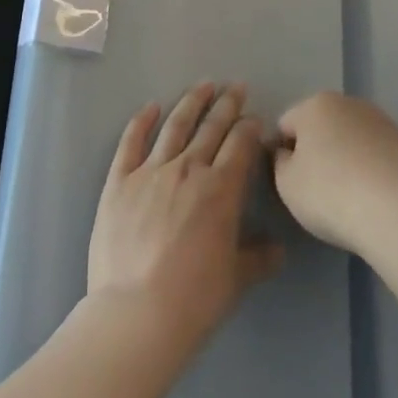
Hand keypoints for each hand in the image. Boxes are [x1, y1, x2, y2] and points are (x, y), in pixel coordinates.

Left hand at [88, 82, 282, 346]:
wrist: (137, 312)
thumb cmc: (194, 298)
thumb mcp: (236, 279)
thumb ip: (258, 258)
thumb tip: (278, 249)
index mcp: (221, 189)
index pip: (241, 145)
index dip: (250, 129)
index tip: (255, 119)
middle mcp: (188, 169)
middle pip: (212, 128)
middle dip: (227, 105)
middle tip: (236, 87)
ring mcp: (151, 171)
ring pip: (175, 126)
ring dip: (192, 103)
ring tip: (203, 85)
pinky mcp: (119, 181)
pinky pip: (131, 142)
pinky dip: (142, 121)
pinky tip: (150, 107)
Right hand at [272, 91, 397, 252]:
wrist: (396, 214)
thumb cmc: (329, 194)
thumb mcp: (286, 183)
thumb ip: (280, 161)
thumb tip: (289, 154)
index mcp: (315, 104)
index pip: (286, 126)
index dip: (283, 154)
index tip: (291, 182)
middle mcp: (349, 103)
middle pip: (322, 127)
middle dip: (317, 151)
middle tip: (318, 189)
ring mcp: (382, 121)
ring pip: (351, 138)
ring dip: (346, 157)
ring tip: (349, 195)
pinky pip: (377, 153)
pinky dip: (371, 167)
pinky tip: (374, 196)